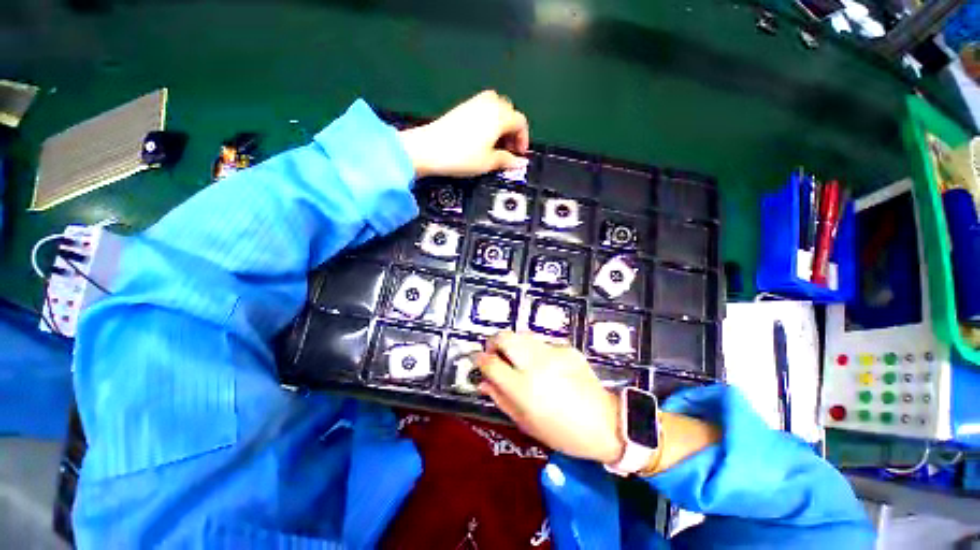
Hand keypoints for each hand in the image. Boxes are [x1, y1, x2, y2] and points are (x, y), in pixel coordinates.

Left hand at [398, 90, 529, 177]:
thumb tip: (519, 163)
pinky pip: (483, 108)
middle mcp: (490, 103)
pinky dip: (489, 120)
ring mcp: (474, 102)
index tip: (519, 154)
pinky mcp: (462, 107)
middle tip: (508, 149)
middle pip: (509, 112)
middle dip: (512, 130)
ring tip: (496, 143)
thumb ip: (506, 160)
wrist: (429, 149)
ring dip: (501, 124)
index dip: (523, 139)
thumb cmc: (462, 157)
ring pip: (496, 107)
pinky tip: (483, 137)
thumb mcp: (488, 163)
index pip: (520, 122)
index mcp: (500, 116)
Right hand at [474, 331, 624, 463]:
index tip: (476, 359)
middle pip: (505, 337)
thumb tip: (482, 382)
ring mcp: (553, 352)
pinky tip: (544, 366)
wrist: (604, 423)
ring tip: (516, 359)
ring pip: (522, 335)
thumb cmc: (561, 431)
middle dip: (493, 342)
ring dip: (513, 344)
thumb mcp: (525, 422)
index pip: (491, 363)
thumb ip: (500, 398)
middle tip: (494, 353)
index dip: (479, 359)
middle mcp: (536, 364)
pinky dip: (535, 351)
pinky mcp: (566, 348)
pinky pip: (542, 343)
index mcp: (523, 387)